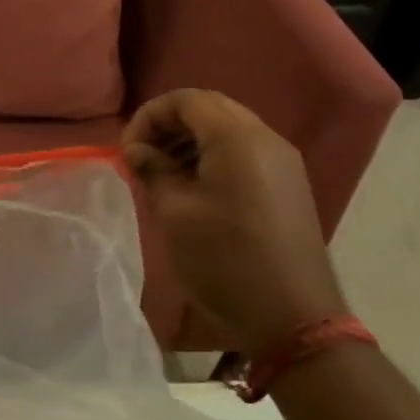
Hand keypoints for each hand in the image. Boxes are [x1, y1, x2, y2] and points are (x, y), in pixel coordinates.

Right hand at [122, 89, 347, 357]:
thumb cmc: (224, 259)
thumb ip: (153, 169)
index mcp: (237, 138)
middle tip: (142, 155)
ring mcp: (283, 162)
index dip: (149, 116)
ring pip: (228, 128)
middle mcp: (266, 139)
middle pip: (209, 108)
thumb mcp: (174, 211)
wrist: (292, 320)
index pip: (186, 99)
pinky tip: (193, 187)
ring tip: (162, 171)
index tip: (128, 149)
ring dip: (190, 139)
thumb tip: (137, 150)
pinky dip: (213, 155)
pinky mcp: (288, 185)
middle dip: (169, 124)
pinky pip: (245, 151)